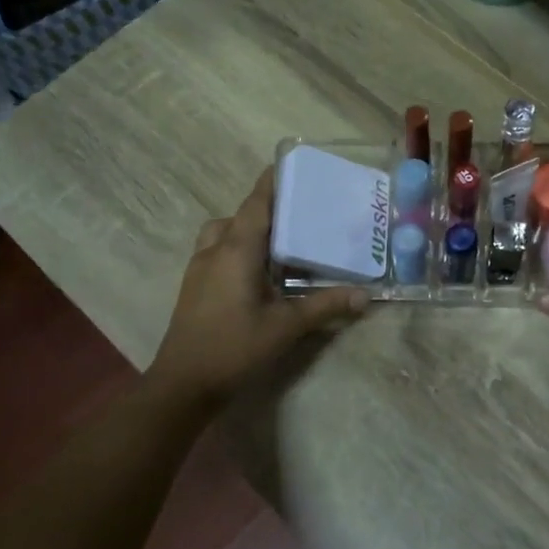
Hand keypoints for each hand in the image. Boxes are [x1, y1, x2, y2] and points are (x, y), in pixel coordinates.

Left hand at [148, 169, 368, 407]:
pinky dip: (236, 248)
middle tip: (298, 211)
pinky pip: (216, 251)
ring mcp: (199, 268)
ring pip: (223, 232)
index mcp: (237, 249)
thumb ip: (325, 306)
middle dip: (266, 207)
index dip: (272, 182)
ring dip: (246, 228)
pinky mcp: (193, 287)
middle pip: (240, 215)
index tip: (290, 164)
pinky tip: (257, 272)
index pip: (256, 203)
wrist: (183, 385)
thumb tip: (365, 295)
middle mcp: (214, 250)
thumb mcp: (286, 327)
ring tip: (277, 243)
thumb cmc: (235, 347)